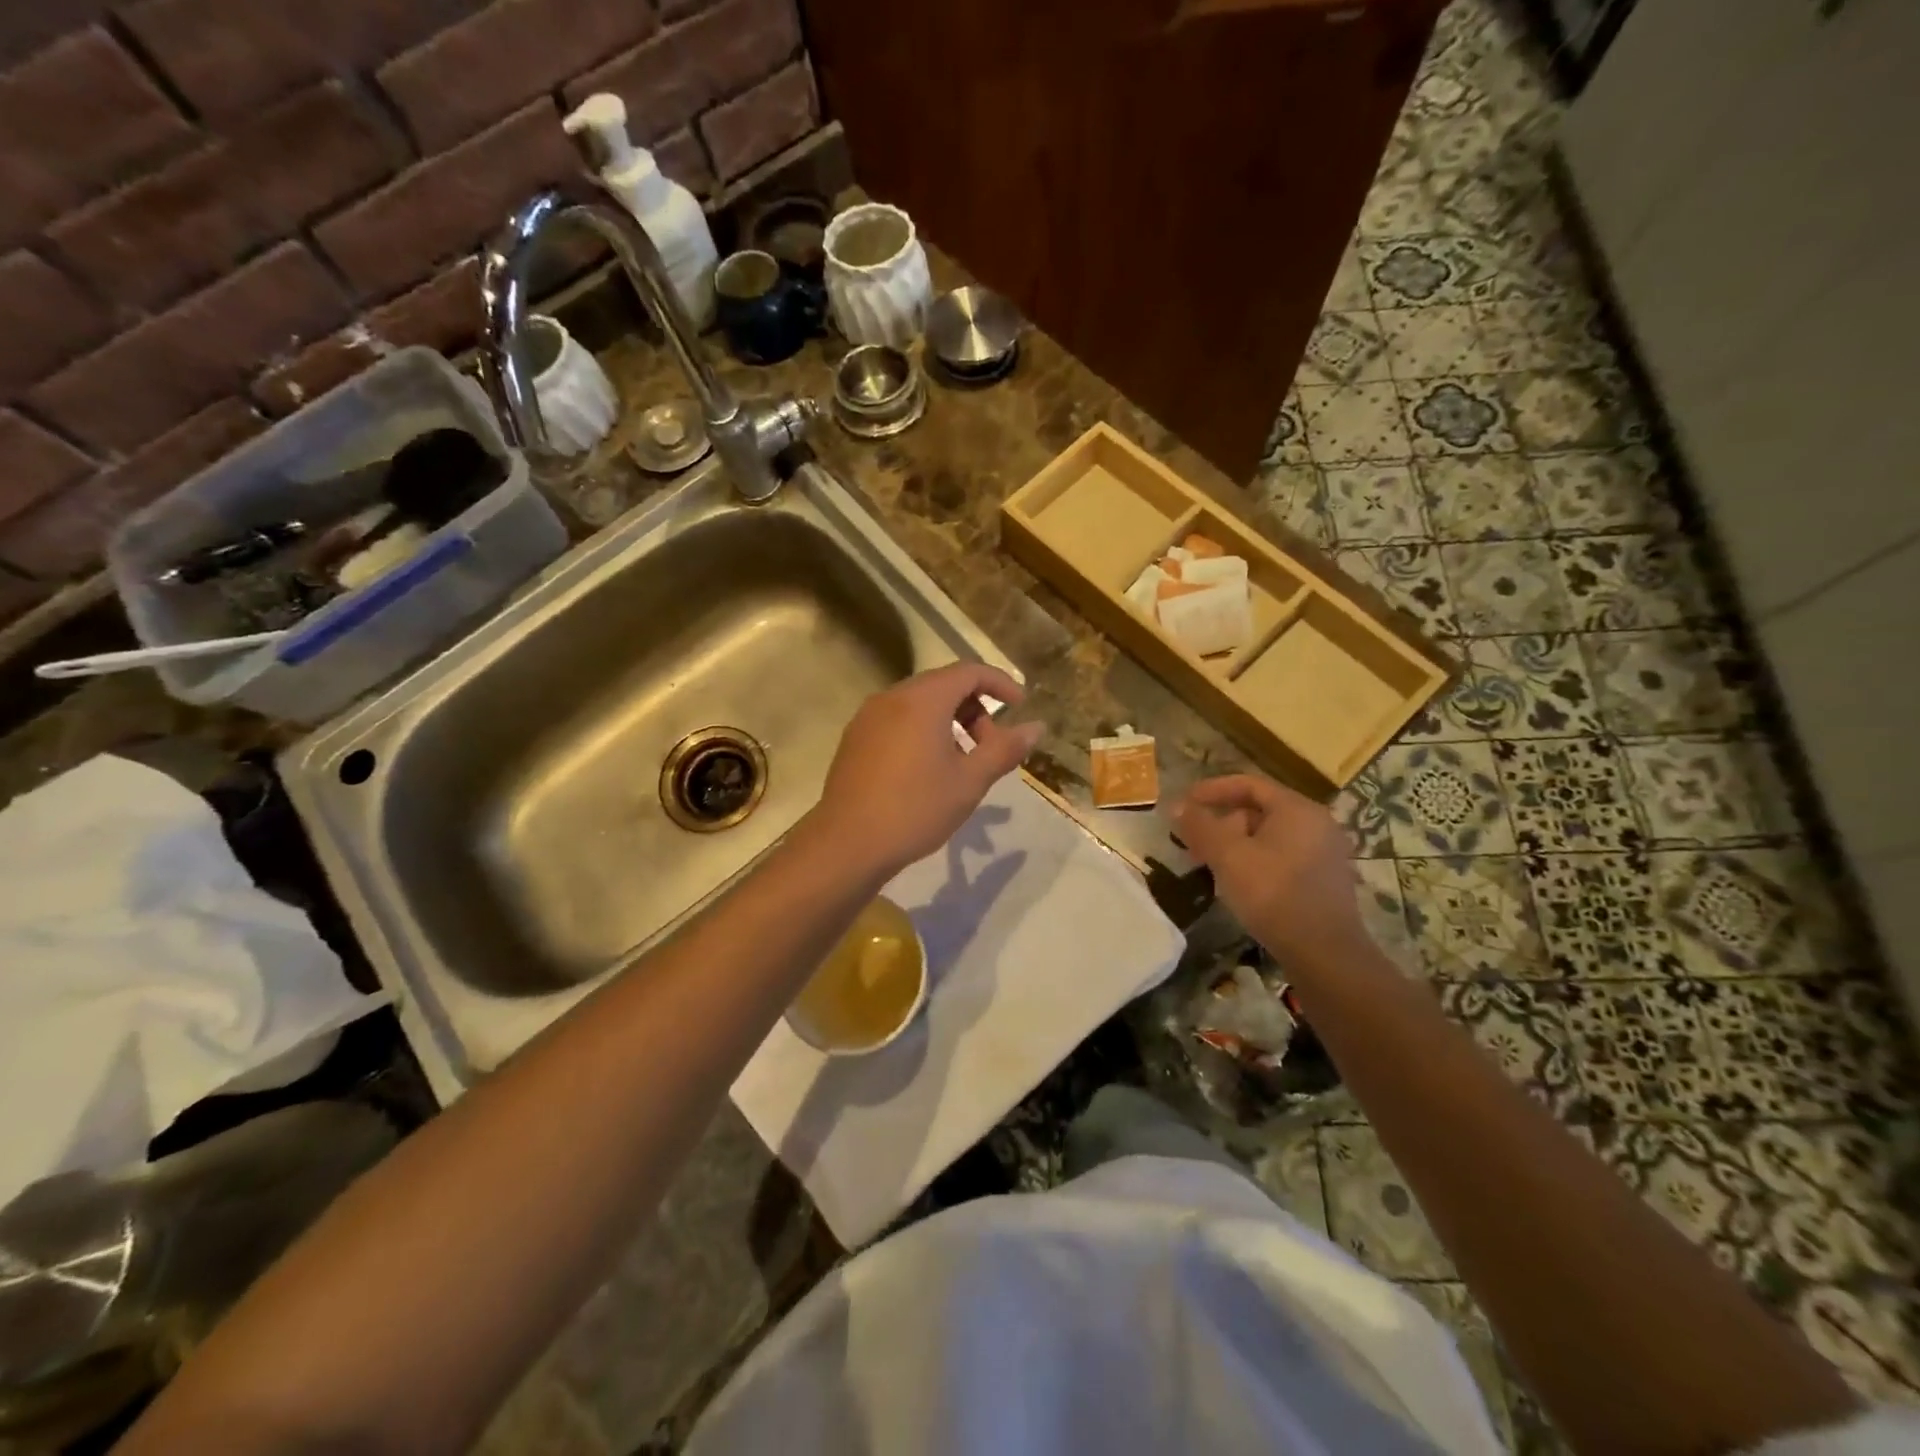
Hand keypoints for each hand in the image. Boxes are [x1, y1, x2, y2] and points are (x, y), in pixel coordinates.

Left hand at [806, 663, 1043, 880]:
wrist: (848, 844)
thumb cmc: (916, 808)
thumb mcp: (970, 781)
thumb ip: (1004, 749)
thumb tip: (1036, 727)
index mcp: (922, 700)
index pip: (969, 671)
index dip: (1000, 684)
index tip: (1020, 706)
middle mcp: (892, 698)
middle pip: (943, 685)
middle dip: (975, 709)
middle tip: (992, 747)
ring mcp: (868, 717)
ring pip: (919, 704)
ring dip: (950, 722)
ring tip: (963, 763)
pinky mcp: (855, 739)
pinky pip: (898, 721)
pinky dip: (923, 732)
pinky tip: (928, 771)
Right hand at [1172, 774, 1368, 970]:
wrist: (1324, 953)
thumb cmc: (1273, 893)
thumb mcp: (1228, 856)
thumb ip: (1201, 826)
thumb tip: (1177, 806)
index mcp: (1297, 809)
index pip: (1249, 784)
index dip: (1213, 789)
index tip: (1185, 802)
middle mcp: (1316, 824)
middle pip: (1259, 810)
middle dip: (1221, 822)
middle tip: (1193, 841)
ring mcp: (1324, 853)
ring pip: (1269, 837)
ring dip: (1235, 844)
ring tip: (1210, 865)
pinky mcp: (1324, 881)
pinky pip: (1282, 857)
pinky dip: (1255, 860)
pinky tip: (1237, 883)